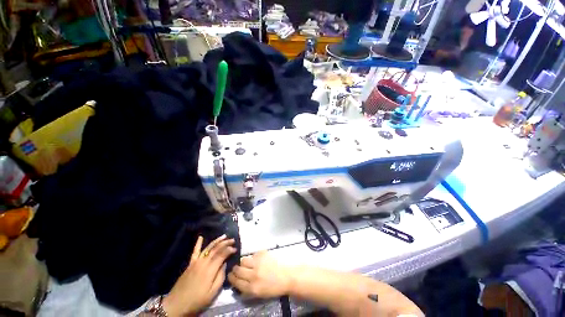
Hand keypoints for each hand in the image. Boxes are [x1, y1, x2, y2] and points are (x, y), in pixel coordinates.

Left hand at [163, 234, 236, 316]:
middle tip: (233, 240)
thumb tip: (225, 264)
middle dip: (225, 243)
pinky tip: (200, 237)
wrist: (177, 304)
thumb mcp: (212, 293)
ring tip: (224, 236)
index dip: (229, 250)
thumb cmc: (197, 300)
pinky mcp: (190, 264)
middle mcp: (203, 262)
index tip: (235, 248)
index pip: (222, 255)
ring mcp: (196, 262)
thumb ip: (220, 277)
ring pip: (208, 248)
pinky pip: (195, 252)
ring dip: (217, 241)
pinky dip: (198, 244)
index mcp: (210, 270)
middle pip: (216, 249)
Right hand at [228, 251, 293, 298]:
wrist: (287, 276)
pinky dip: (254, 257)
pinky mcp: (263, 254)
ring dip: (244, 262)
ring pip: (244, 260)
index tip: (230, 274)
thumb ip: (247, 289)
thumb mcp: (259, 294)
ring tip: (248, 263)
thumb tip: (237, 283)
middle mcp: (253, 275)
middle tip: (237, 268)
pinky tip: (259, 260)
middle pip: (238, 269)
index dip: (231, 277)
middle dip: (235, 269)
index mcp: (252, 287)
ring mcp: (258, 263)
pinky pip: (253, 254)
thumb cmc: (274, 287)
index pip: (236, 281)